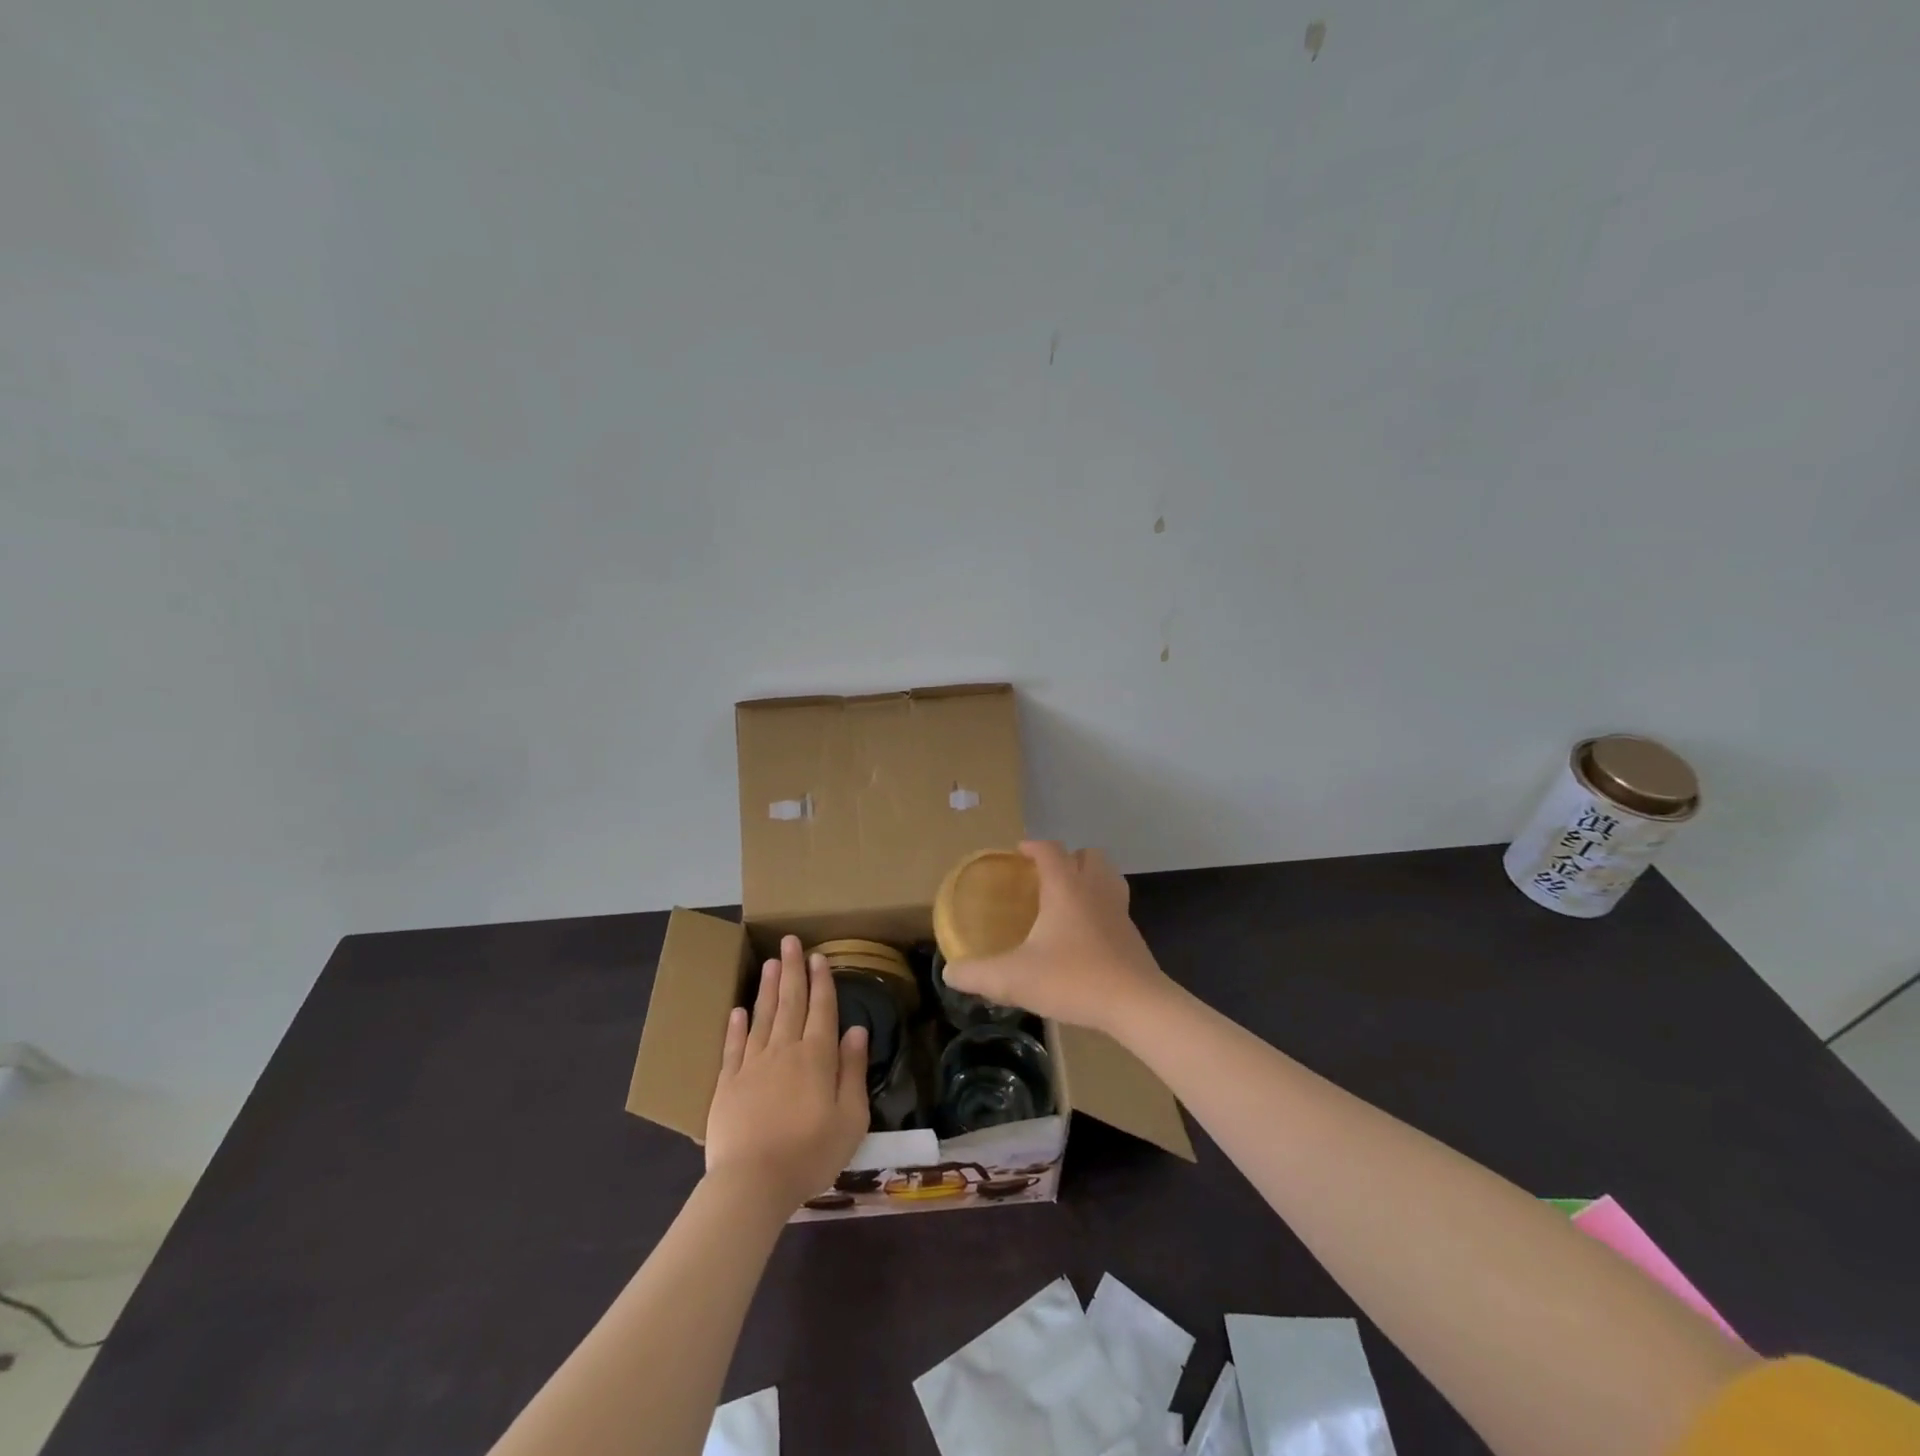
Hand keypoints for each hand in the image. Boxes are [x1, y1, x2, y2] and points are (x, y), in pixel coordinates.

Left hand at [705, 936, 870, 1211]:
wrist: (752, 1183)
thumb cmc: (810, 1153)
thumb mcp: (850, 1118)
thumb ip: (852, 1070)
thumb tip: (856, 1030)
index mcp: (817, 1057)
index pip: (821, 1009)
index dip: (821, 981)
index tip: (818, 956)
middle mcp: (784, 1050)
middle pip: (790, 1002)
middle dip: (792, 970)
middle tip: (790, 941)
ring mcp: (752, 1064)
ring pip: (762, 1016)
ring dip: (767, 988)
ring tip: (769, 962)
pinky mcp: (727, 1083)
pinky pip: (733, 1046)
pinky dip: (736, 1026)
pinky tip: (738, 1010)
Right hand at [942, 841, 1176, 1035]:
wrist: (1135, 1004)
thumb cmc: (1073, 979)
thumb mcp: (1014, 979)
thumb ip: (978, 974)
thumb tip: (950, 972)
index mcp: (1066, 887)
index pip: (1050, 850)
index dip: (1033, 846)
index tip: (1018, 853)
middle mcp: (1095, 890)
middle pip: (1089, 855)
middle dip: (1068, 859)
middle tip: (1046, 878)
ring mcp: (1119, 911)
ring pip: (1108, 877)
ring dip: (1090, 879)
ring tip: (1068, 900)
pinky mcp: (1132, 935)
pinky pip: (1116, 906)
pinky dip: (1101, 908)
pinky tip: (1085, 935)